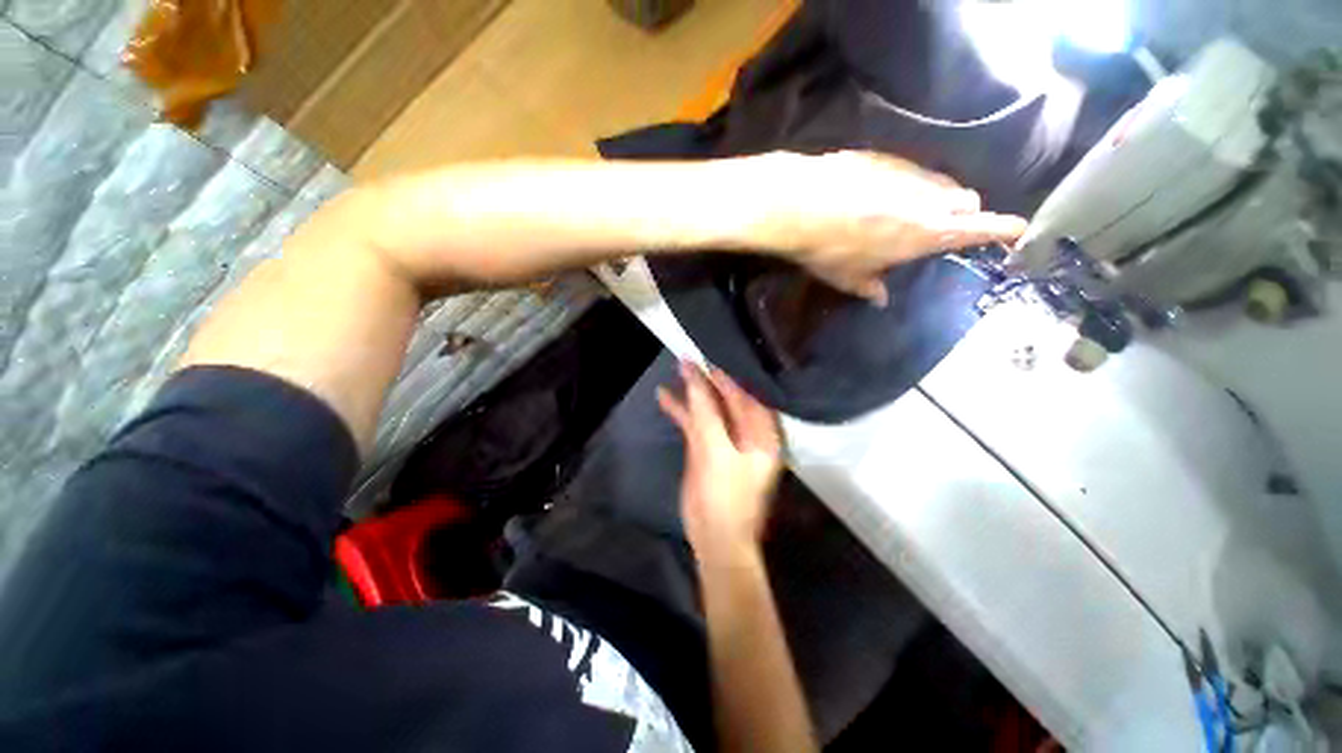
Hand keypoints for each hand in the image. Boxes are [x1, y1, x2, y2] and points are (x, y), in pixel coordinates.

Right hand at [658, 362, 782, 559]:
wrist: (714, 537)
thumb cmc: (725, 496)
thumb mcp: (716, 451)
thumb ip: (706, 412)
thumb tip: (696, 376)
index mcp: (762, 433)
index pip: (747, 395)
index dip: (727, 376)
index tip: (707, 356)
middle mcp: (747, 432)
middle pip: (728, 398)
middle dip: (708, 380)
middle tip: (689, 357)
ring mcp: (725, 440)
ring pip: (709, 409)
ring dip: (692, 392)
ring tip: (677, 368)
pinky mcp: (706, 449)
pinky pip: (694, 423)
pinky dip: (681, 410)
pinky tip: (664, 397)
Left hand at [746, 151, 1027, 304]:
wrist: (801, 205)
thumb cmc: (829, 249)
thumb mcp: (849, 278)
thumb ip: (871, 288)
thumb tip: (881, 298)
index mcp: (928, 232)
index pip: (980, 227)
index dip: (1002, 229)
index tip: (1020, 228)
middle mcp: (928, 197)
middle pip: (966, 199)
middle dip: (965, 212)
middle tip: (944, 226)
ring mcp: (909, 172)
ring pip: (939, 182)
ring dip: (936, 196)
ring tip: (909, 212)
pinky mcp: (886, 157)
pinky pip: (909, 170)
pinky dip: (906, 184)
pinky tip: (879, 195)